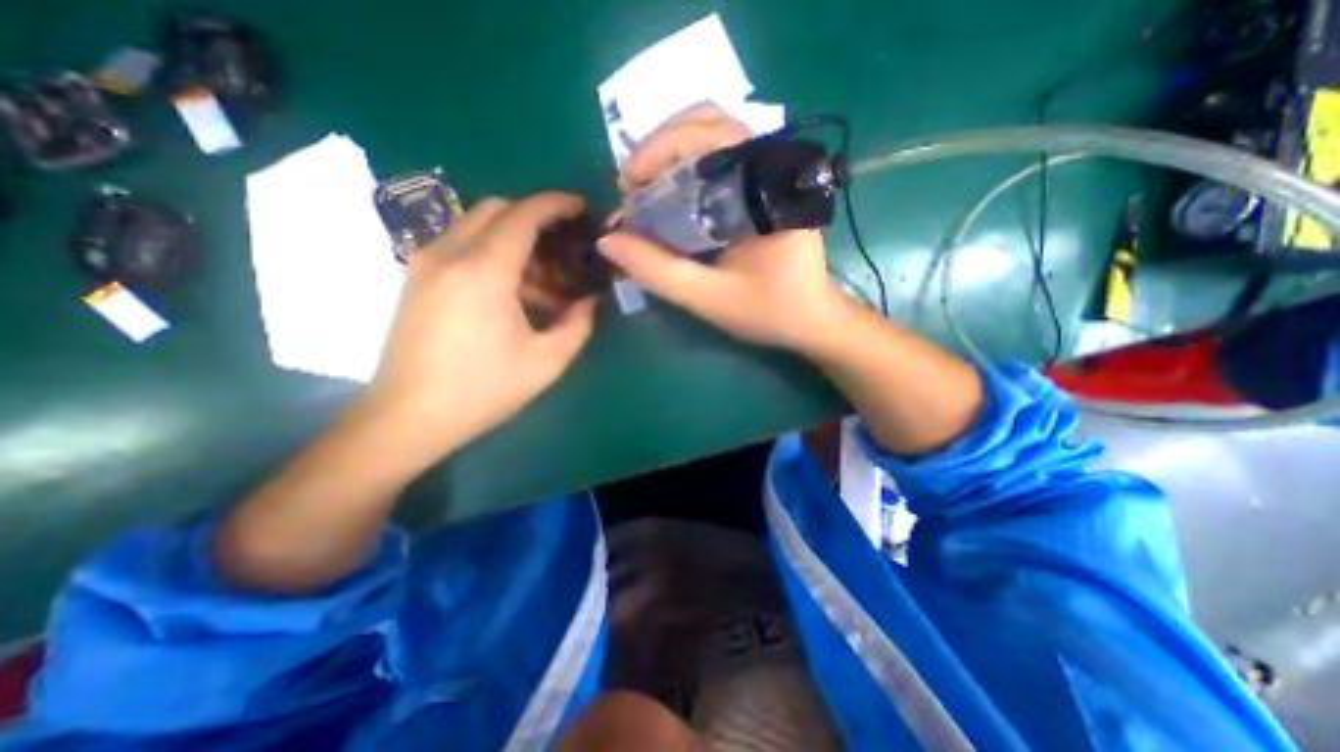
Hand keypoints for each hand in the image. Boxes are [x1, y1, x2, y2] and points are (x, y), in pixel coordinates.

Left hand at [364, 192, 596, 455]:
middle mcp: (450, 254)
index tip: (581, 208)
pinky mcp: (416, 278)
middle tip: (562, 250)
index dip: (556, 204)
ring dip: (513, 239)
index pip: (523, 214)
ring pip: (476, 225)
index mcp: (485, 271)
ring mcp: (426, 263)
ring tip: (542, 282)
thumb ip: (578, 324)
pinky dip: (490, 253)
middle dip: (535, 219)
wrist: (408, 417)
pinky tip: (510, 293)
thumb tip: (590, 301)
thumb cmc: (483, 390)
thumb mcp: (546, 362)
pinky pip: (459, 245)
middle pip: (497, 209)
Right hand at [597, 98, 845, 353]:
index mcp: (764, 187)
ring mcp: (769, 172)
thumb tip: (606, 242)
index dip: (656, 151)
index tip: (627, 187)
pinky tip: (670, 195)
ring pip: (712, 133)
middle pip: (706, 122)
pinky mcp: (764, 186)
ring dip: (670, 153)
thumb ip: (658, 271)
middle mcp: (770, 164)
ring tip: (645, 189)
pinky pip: (719, 156)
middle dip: (658, 148)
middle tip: (631, 187)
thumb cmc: (769, 311)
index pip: (706, 135)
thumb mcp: (709, 297)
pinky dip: (686, 166)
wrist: (811, 319)